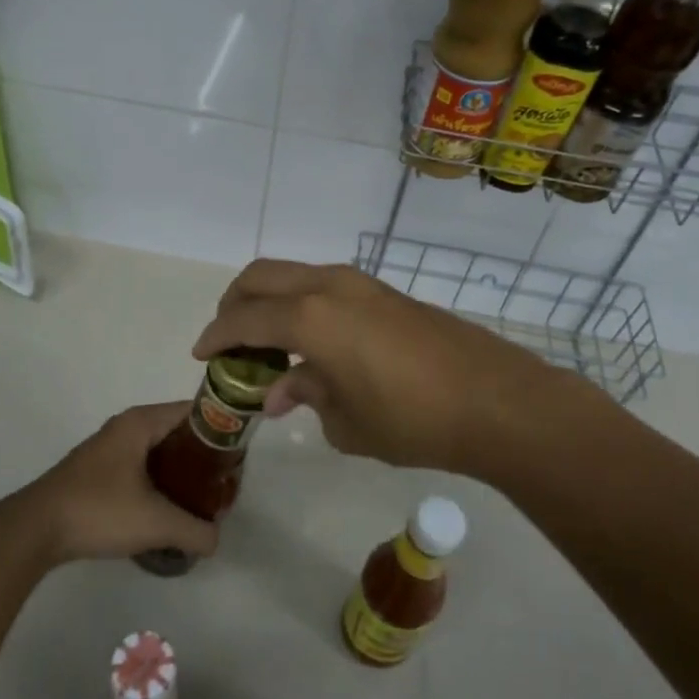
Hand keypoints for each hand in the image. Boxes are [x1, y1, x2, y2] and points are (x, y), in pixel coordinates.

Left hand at [12, 402, 220, 566]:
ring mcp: (108, 449)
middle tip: (223, 484)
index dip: (219, 428)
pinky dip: (158, 482)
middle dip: (202, 456)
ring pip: (157, 452)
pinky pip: (140, 467)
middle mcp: (126, 427)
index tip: (239, 455)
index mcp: (140, 422)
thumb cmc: (98, 510)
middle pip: (177, 432)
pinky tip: (167, 511)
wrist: (35, 530)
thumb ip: (195, 530)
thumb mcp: (155, 523)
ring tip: (201, 500)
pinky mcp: (97, 472)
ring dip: (180, 472)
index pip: (193, 410)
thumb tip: (216, 540)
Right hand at [193, 260, 589, 477]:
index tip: (201, 355)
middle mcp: (329, 286)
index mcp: (310, 317)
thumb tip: (279, 390)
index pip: (244, 318)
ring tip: (268, 344)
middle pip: (261, 276)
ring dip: (270, 301)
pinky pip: (324, 286)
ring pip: (294, 275)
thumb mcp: (347, 422)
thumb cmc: (412, 419)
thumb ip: (305, 395)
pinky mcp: (384, 292)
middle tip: (228, 340)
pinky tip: (312, 343)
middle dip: (234, 303)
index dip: (216, 335)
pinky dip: (302, 304)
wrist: (496, 401)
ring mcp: (361, 284)